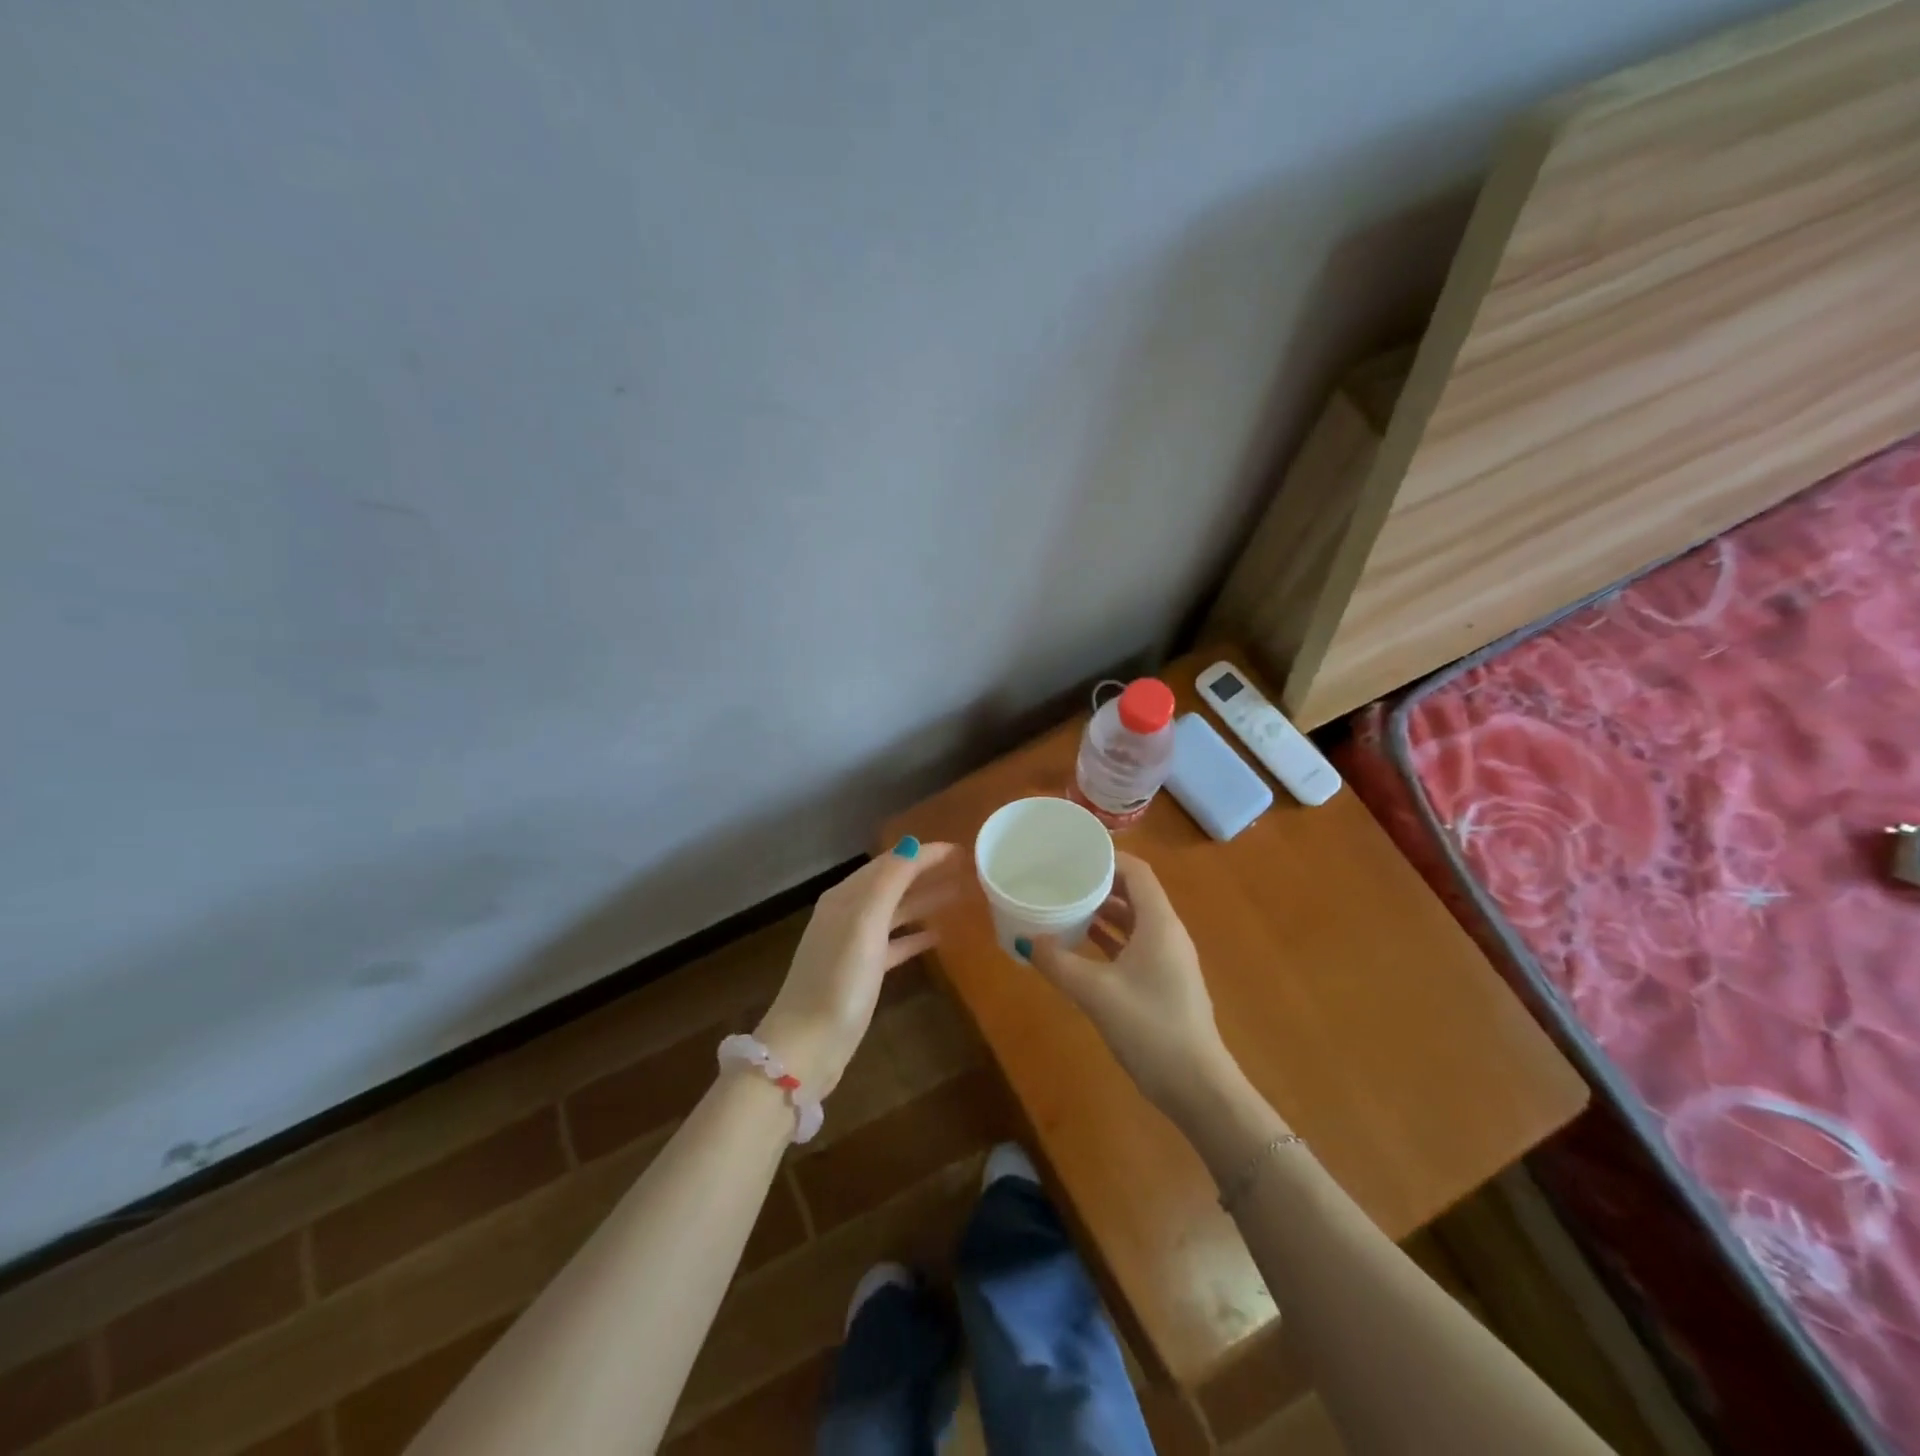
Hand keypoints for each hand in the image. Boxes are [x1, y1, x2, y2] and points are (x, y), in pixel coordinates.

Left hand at [755, 838, 957, 1095]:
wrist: (808, 1045)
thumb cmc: (838, 980)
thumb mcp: (865, 923)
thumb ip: (889, 882)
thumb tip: (911, 843)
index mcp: (846, 897)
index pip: (891, 863)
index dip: (924, 854)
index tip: (962, 850)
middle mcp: (848, 914)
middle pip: (893, 883)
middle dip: (926, 873)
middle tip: (967, 869)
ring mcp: (853, 945)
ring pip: (895, 912)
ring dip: (924, 900)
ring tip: (959, 895)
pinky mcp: (861, 974)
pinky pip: (894, 943)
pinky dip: (915, 935)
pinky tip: (938, 936)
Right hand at [1030, 852, 1235, 1115]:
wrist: (1197, 1087)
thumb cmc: (1150, 1029)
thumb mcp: (1096, 993)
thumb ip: (1058, 963)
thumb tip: (1027, 939)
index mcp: (1159, 924)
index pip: (1137, 871)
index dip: (1108, 856)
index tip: (1074, 851)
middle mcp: (1168, 933)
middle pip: (1135, 892)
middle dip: (1101, 882)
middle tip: (1063, 876)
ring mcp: (1169, 959)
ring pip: (1135, 920)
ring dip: (1104, 911)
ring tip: (1067, 904)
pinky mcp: (1165, 982)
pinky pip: (1136, 944)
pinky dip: (1111, 938)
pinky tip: (1083, 944)